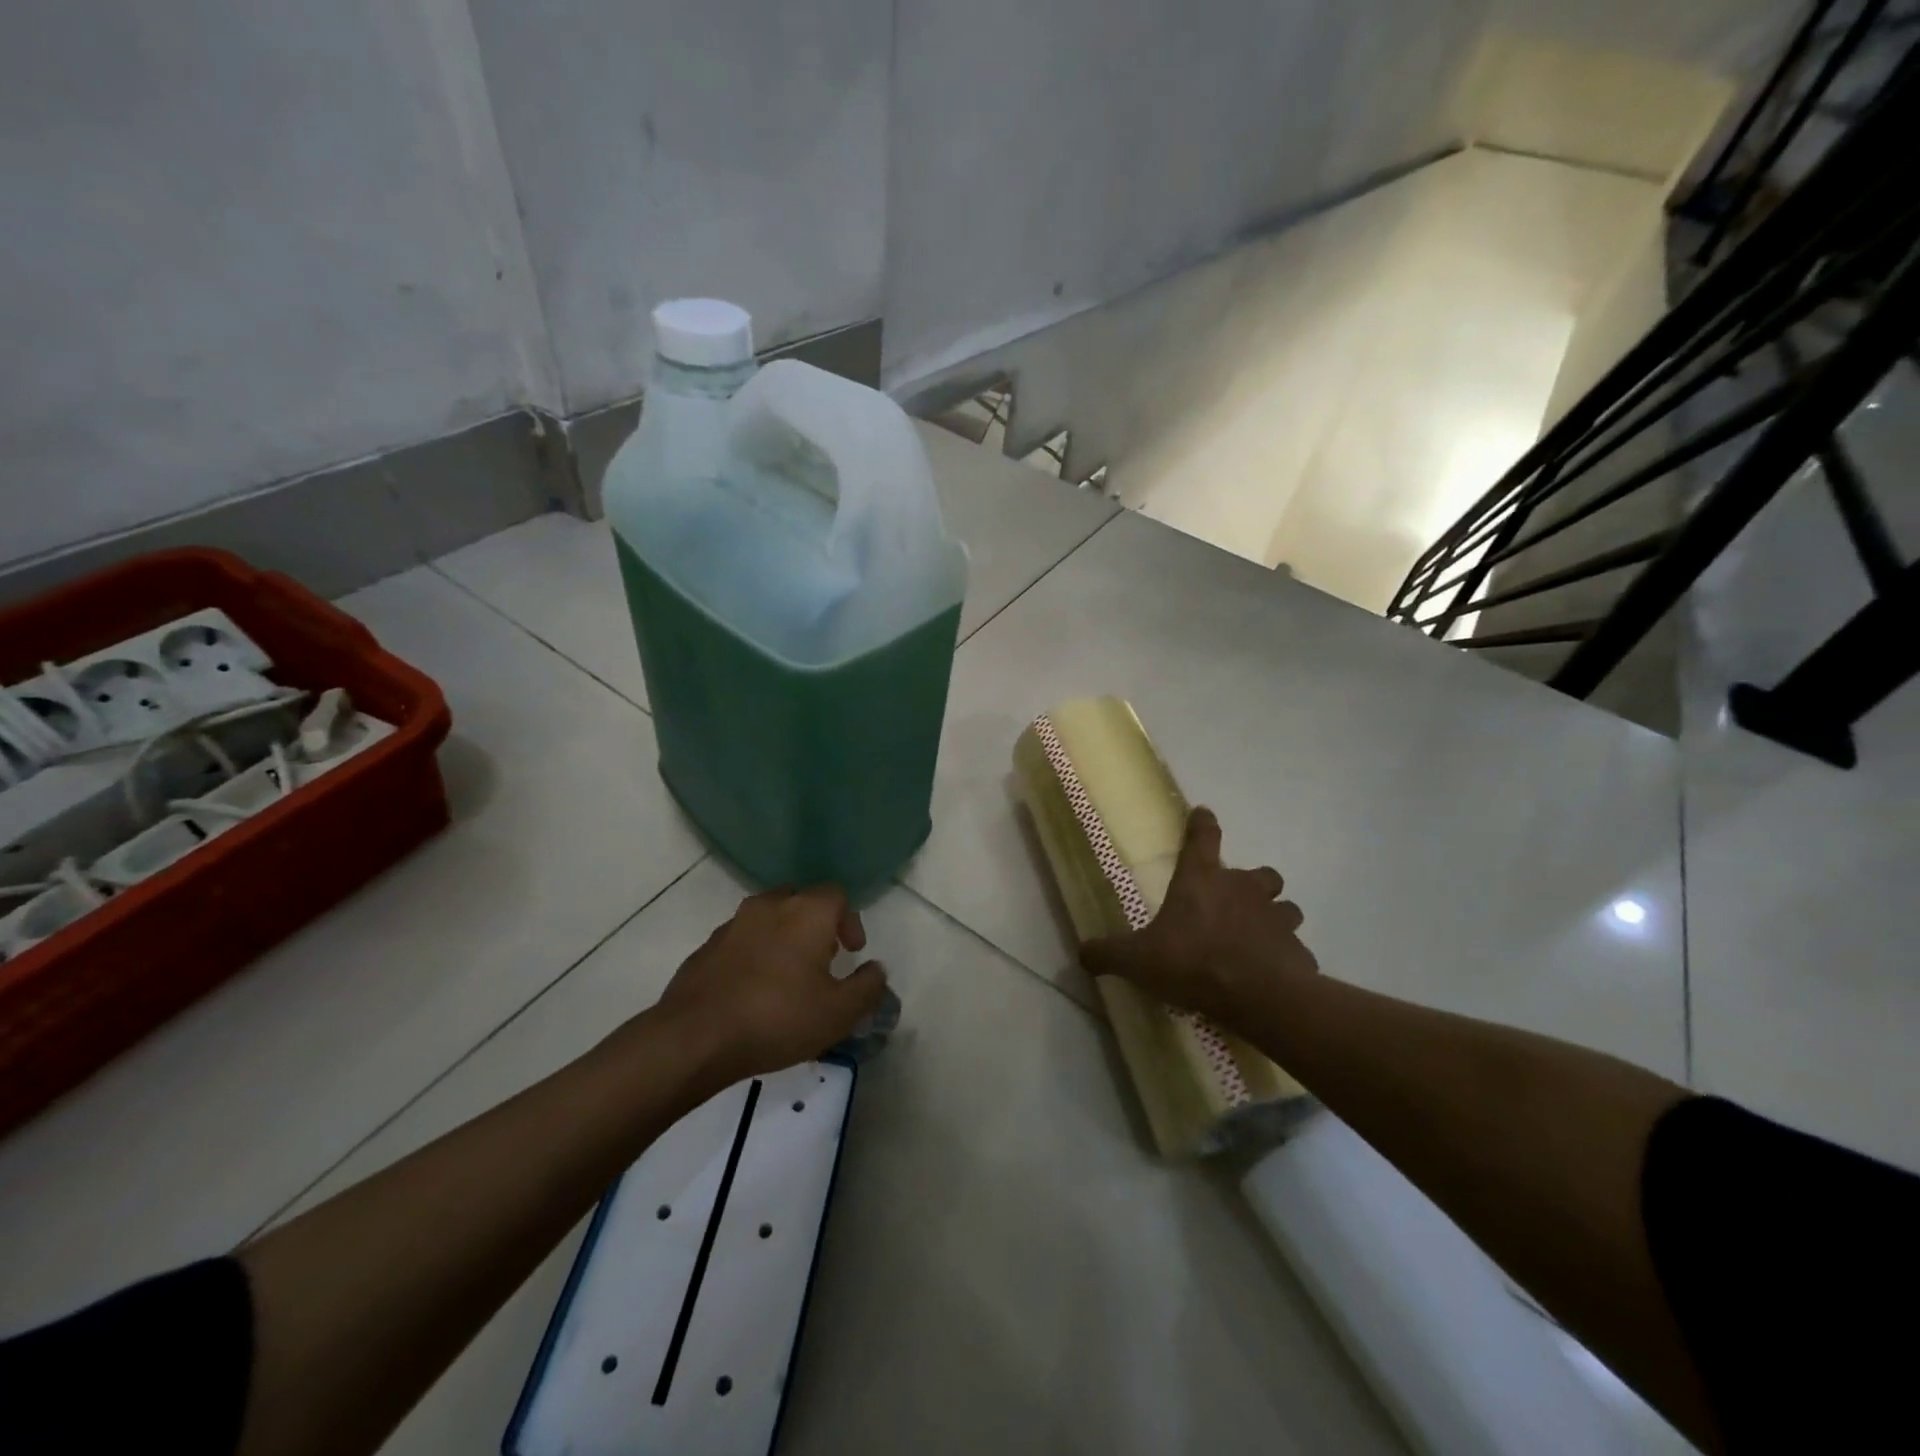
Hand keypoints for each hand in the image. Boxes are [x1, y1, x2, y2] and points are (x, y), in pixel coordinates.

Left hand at [655, 886, 887, 1083]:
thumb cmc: (777, 1018)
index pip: (836, 895)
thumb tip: (876, 969)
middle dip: (816, 924)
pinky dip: (755, 954)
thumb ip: (868, 987)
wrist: (694, 1037)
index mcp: (806, 912)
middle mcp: (769, 906)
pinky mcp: (706, 947)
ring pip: (768, 918)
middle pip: (801, 900)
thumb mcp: (839, 1013)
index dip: (849, 921)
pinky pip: (741, 940)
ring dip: (784, 937)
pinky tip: (754, 990)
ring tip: (788, 977)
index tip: (851, 952)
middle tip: (823, 960)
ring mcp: (732, 924)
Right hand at [1080, 807, 1315, 1024]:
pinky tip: (1274, 974)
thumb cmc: (1192, 962)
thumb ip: (1108, 953)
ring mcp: (1277, 919)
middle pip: (1261, 874)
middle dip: (1254, 883)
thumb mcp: (1137, 959)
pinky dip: (1287, 957)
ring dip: (1277, 917)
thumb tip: (1081, 953)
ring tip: (1261, 936)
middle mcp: (1244, 891)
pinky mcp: (1298, 951)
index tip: (1203, 813)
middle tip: (1239, 902)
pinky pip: (1295, 949)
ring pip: (1287, 907)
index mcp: (1202, 881)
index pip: (1203, 838)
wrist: (1256, 996)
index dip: (1202, 824)